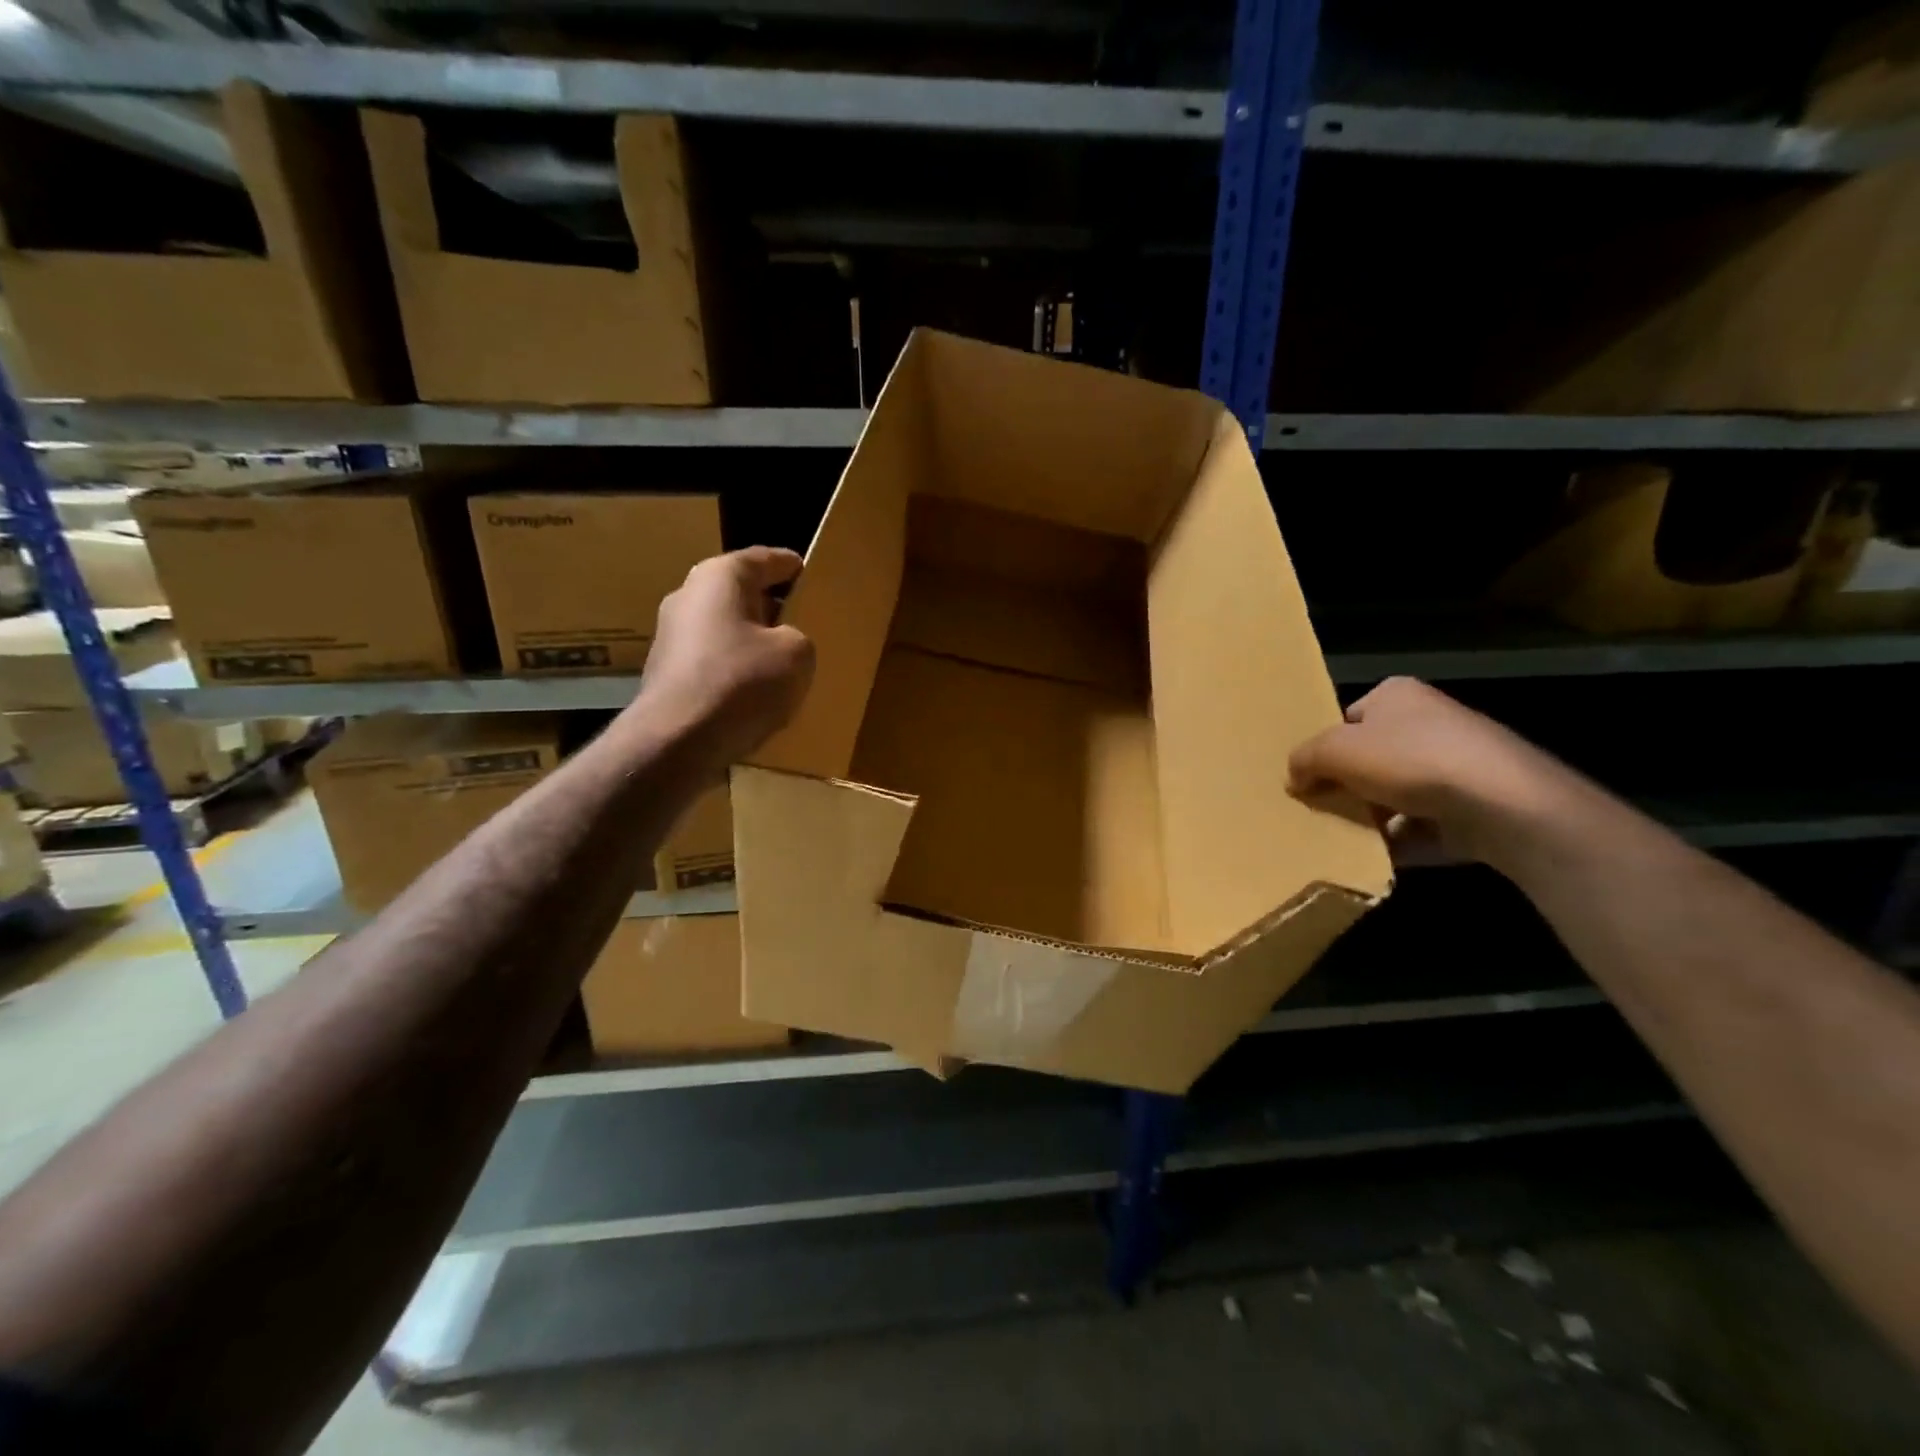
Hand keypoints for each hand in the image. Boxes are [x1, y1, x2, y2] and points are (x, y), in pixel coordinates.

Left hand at [631, 546, 815, 777]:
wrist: (676, 742)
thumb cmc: (741, 682)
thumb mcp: (797, 654)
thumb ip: (798, 637)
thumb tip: (784, 644)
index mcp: (719, 577)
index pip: (762, 559)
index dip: (790, 566)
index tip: (809, 572)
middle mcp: (687, 597)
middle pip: (738, 593)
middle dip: (770, 605)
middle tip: (802, 619)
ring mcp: (670, 637)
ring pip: (724, 629)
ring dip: (751, 641)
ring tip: (783, 661)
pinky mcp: (666, 674)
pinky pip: (711, 662)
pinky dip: (734, 669)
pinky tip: (755, 693)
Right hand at [1288, 677, 1579, 867]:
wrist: (1499, 803)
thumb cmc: (1409, 759)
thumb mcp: (1335, 750)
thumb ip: (1305, 759)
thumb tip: (1294, 776)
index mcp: (1396, 695)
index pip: (1348, 718)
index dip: (1326, 746)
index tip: (1309, 775)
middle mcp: (1428, 722)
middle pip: (1370, 757)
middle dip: (1347, 785)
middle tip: (1321, 807)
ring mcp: (1454, 765)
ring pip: (1394, 793)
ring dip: (1371, 816)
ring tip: (1344, 836)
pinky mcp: (1471, 805)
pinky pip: (1421, 824)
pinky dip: (1400, 839)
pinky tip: (1378, 854)